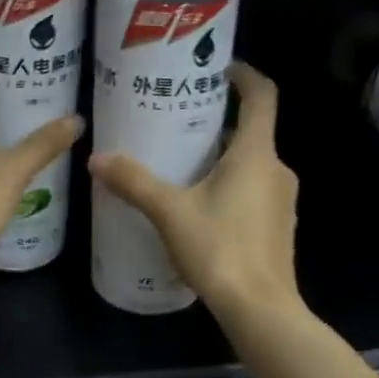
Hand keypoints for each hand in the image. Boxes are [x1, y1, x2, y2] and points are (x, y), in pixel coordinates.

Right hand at [89, 63, 299, 317]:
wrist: (260, 308)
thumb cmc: (219, 249)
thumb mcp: (169, 212)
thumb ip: (134, 182)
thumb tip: (97, 158)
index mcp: (256, 154)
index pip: (262, 96)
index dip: (244, 75)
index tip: (219, 69)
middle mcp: (277, 170)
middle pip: (252, 133)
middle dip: (219, 125)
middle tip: (180, 126)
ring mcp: (282, 202)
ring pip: (252, 166)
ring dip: (223, 160)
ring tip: (184, 167)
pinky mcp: (278, 228)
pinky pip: (254, 193)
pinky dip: (231, 188)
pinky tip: (201, 209)